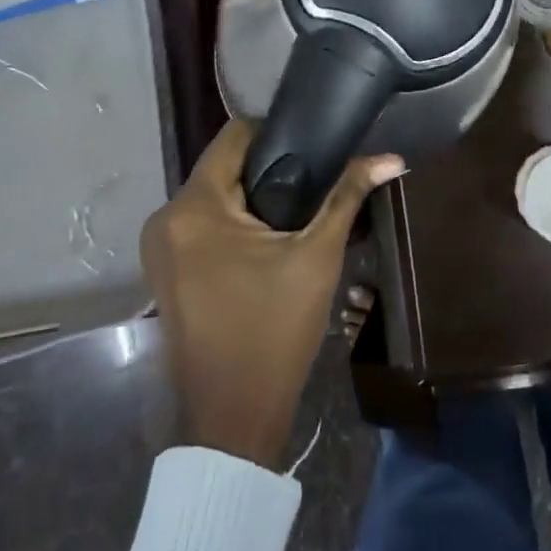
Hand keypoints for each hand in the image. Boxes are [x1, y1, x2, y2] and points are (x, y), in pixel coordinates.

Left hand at [141, 119, 403, 468]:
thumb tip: (392, 158)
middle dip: (268, 170)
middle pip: (223, 166)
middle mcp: (165, 218)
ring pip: (213, 196)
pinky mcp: (163, 271)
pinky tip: (268, 239)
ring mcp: (158, 248)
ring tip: (297, 209)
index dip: (276, 132)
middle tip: (314, 182)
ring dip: (251, 198)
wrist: (232, 419)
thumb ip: (347, 196)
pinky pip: (201, 224)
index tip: (313, 146)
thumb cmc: (274, 331)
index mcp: (194, 207)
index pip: (234, 136)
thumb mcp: (316, 257)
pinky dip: (232, 223)